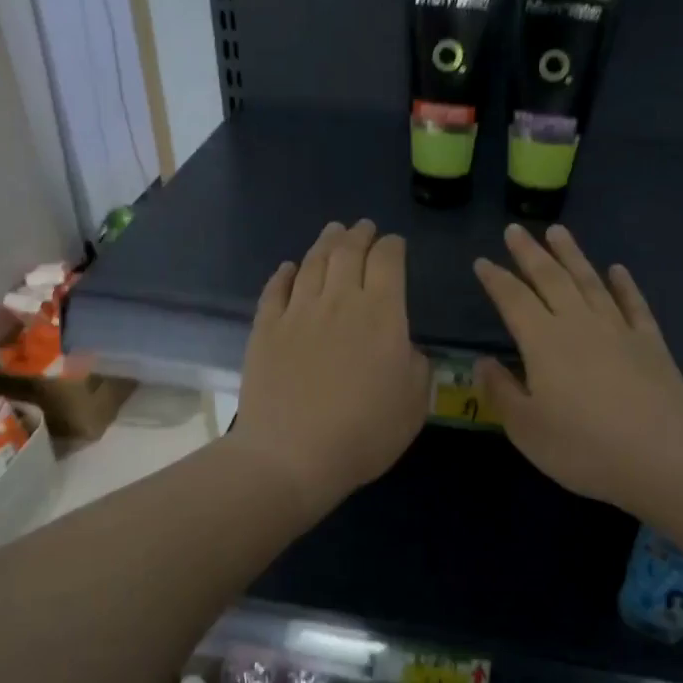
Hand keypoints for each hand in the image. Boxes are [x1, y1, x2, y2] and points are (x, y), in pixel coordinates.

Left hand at [228, 220, 430, 515]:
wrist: (291, 455)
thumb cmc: (363, 434)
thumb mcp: (414, 406)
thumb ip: (417, 368)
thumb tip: (406, 348)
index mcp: (381, 313)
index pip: (388, 261)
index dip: (392, 246)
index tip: (395, 244)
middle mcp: (339, 301)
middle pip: (348, 252)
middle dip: (359, 235)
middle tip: (363, 227)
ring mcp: (297, 312)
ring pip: (312, 263)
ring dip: (325, 243)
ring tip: (332, 232)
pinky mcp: (265, 329)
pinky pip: (275, 289)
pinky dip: (284, 274)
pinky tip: (289, 268)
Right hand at [473, 224, 682, 510]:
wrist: (660, 458)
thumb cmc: (582, 448)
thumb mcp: (526, 428)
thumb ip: (501, 391)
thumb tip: (482, 363)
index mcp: (543, 342)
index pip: (513, 300)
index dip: (495, 279)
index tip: (482, 261)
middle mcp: (578, 324)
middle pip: (551, 278)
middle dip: (530, 253)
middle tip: (516, 229)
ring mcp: (618, 330)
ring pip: (590, 282)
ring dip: (572, 255)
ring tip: (558, 232)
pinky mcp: (650, 343)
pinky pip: (634, 304)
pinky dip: (624, 285)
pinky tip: (617, 270)